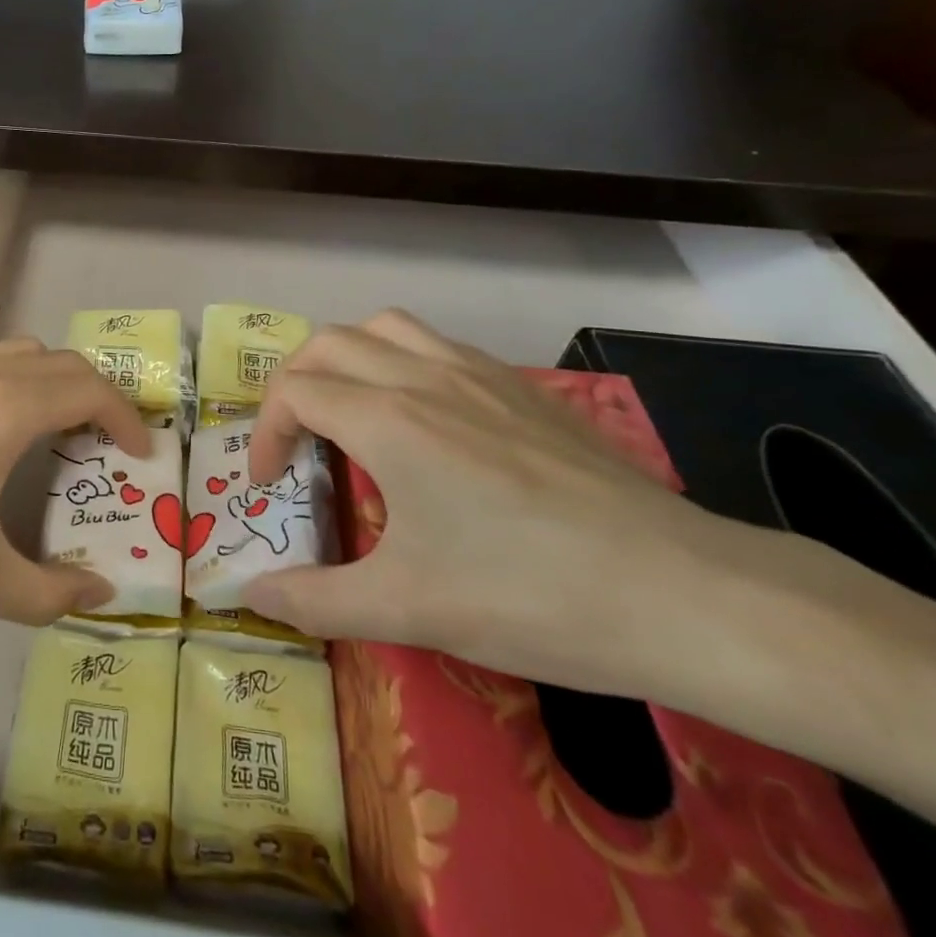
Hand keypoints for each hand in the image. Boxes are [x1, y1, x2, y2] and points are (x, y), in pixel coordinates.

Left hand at [0, 340, 150, 625]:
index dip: (127, 419)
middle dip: (98, 397)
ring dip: (53, 382)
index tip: (141, 453)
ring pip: (21, 353)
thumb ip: (46, 593)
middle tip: (106, 445)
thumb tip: (100, 596)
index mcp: (7, 407)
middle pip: (64, 363)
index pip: (92, 391)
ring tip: (54, 432)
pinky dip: (12, 381)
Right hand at [242, 310, 730, 694]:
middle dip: (293, 384)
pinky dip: (402, 362)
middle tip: (296, 441)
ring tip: (350, 412)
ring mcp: (479, 374)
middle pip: (328, 343)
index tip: (270, 485)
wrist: (683, 593)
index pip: (295, 393)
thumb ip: (315, 600)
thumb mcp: (408, 609)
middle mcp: (424, 376)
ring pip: (387, 328)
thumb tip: (251, 593)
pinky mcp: (522, 387)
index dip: (266, 434)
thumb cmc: (530, 596)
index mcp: (388, 419)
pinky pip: (438, 345)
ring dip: (347, 359)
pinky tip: (425, 420)